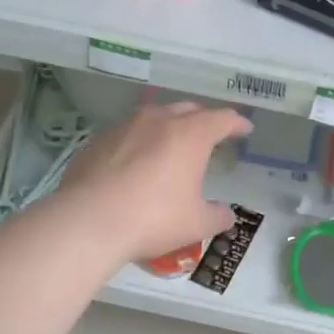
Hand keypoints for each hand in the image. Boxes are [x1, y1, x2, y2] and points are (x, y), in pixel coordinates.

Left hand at [62, 102, 251, 264]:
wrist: (88, 221)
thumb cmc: (153, 218)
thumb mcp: (196, 224)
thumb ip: (217, 216)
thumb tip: (226, 214)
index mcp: (190, 135)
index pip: (221, 119)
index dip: (236, 123)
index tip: (244, 129)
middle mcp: (158, 120)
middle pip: (188, 109)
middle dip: (203, 119)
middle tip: (211, 133)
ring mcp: (124, 127)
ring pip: (154, 116)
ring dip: (169, 125)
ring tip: (172, 143)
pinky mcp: (97, 140)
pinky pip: (127, 133)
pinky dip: (139, 141)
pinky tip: (136, 160)